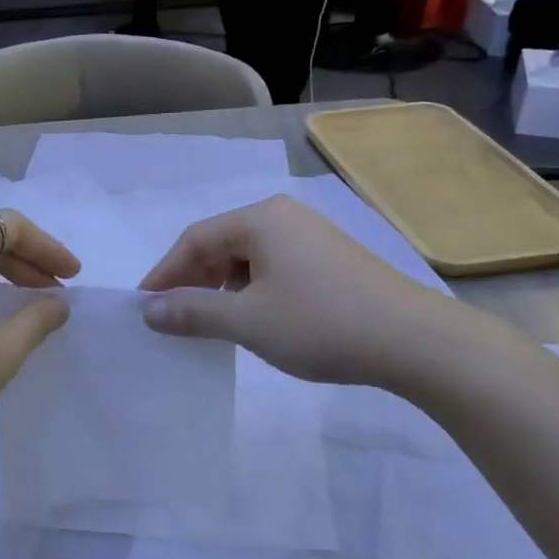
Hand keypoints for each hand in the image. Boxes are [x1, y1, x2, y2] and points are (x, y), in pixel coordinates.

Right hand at [138, 196, 477, 388]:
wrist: (415, 341)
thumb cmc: (320, 323)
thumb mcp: (247, 321)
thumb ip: (192, 313)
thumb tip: (148, 311)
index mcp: (260, 219)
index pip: (195, 239)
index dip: (164, 273)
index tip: (144, 307)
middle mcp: (284, 217)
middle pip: (220, 244)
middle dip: (192, 280)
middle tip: (172, 317)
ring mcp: (311, 237)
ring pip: (247, 258)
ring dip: (221, 288)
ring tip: (210, 322)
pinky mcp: (330, 260)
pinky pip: (273, 268)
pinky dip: (251, 291)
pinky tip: (253, 318)